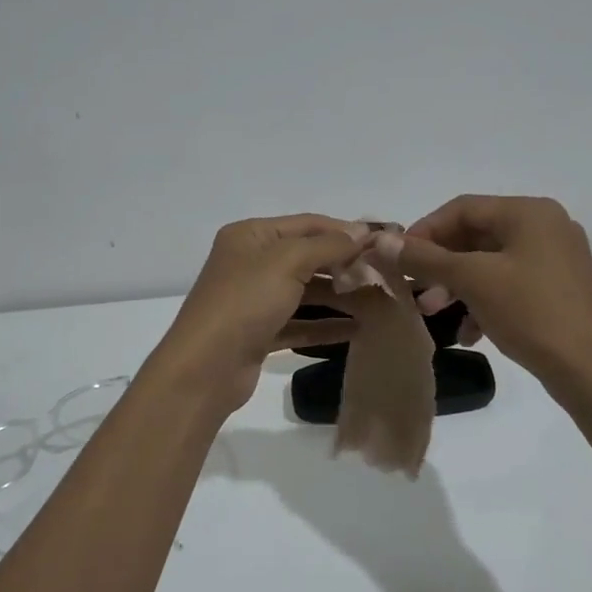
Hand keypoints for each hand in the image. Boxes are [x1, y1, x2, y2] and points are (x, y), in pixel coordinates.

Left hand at [152, 215, 369, 413]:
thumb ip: (327, 246)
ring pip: (305, 291)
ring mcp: (254, 299)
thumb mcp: (287, 262)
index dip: (345, 230)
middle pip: (307, 256)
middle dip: (345, 264)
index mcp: (251, 236)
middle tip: (386, 274)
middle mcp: (251, 262)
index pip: (307, 224)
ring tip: (379, 301)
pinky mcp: (260, 333)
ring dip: (339, 295)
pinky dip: (325, 324)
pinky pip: (299, 322)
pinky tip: (357, 330)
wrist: (206, 367)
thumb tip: (362, 232)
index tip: (384, 241)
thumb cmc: (245, 302)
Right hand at [377, 195, 591, 401]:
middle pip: (475, 236)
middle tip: (414, 291)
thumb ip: (425, 257)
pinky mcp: (559, 289)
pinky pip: (509, 284)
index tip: (397, 259)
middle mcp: (546, 227)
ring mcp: (555, 259)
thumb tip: (381, 240)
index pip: (462, 208)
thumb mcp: (472, 281)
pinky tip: (468, 333)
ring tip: (433, 314)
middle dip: (440, 264)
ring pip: (489, 263)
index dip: (424, 231)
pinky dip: (482, 301)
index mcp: (529, 213)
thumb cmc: (532, 313)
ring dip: (456, 286)